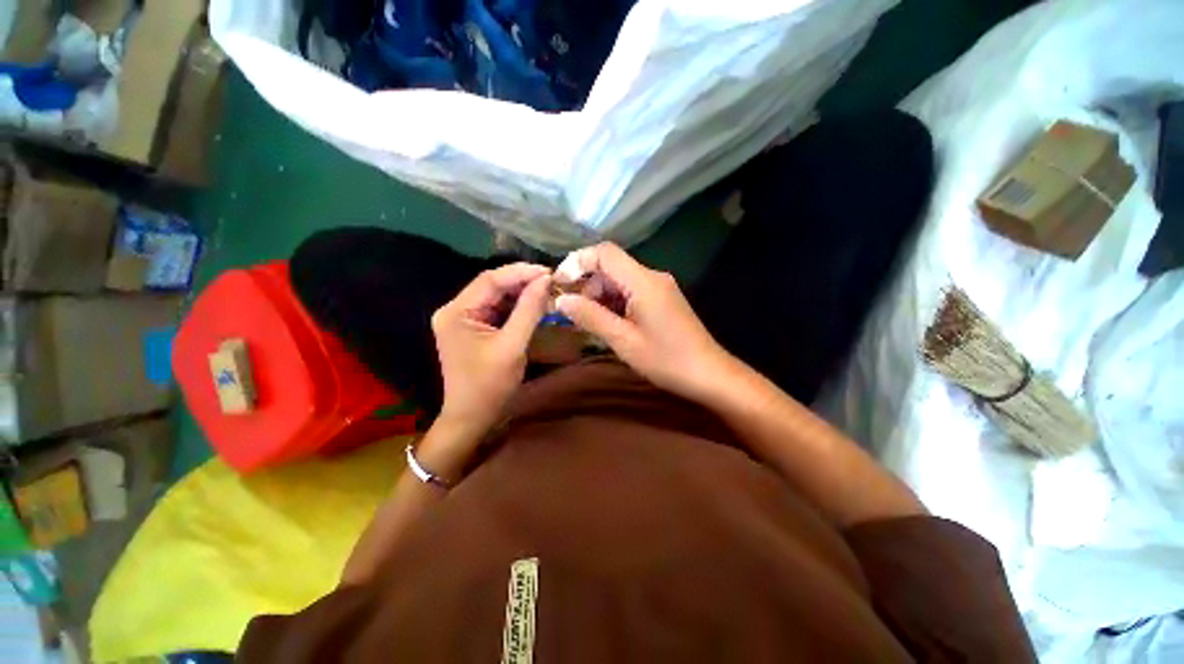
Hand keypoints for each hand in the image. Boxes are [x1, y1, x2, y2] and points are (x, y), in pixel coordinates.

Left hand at [432, 263, 551, 436]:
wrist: (472, 417)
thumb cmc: (490, 385)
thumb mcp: (512, 346)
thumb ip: (528, 311)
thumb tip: (545, 280)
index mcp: (456, 312)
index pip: (490, 280)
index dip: (521, 272)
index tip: (549, 272)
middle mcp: (455, 309)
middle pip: (492, 286)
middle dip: (522, 282)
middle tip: (552, 282)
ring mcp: (463, 319)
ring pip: (497, 297)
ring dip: (521, 294)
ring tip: (547, 291)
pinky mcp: (473, 328)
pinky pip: (497, 310)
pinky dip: (516, 307)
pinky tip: (534, 305)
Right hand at [554, 243, 739, 403]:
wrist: (709, 374)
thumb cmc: (666, 359)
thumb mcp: (623, 340)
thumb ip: (591, 316)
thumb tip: (561, 300)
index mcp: (643, 281)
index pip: (605, 253)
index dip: (577, 262)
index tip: (559, 285)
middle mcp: (652, 277)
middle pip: (611, 266)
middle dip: (587, 285)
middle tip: (573, 313)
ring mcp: (659, 288)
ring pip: (619, 280)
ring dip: (599, 297)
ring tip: (588, 324)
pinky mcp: (662, 299)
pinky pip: (631, 292)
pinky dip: (614, 304)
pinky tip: (608, 324)